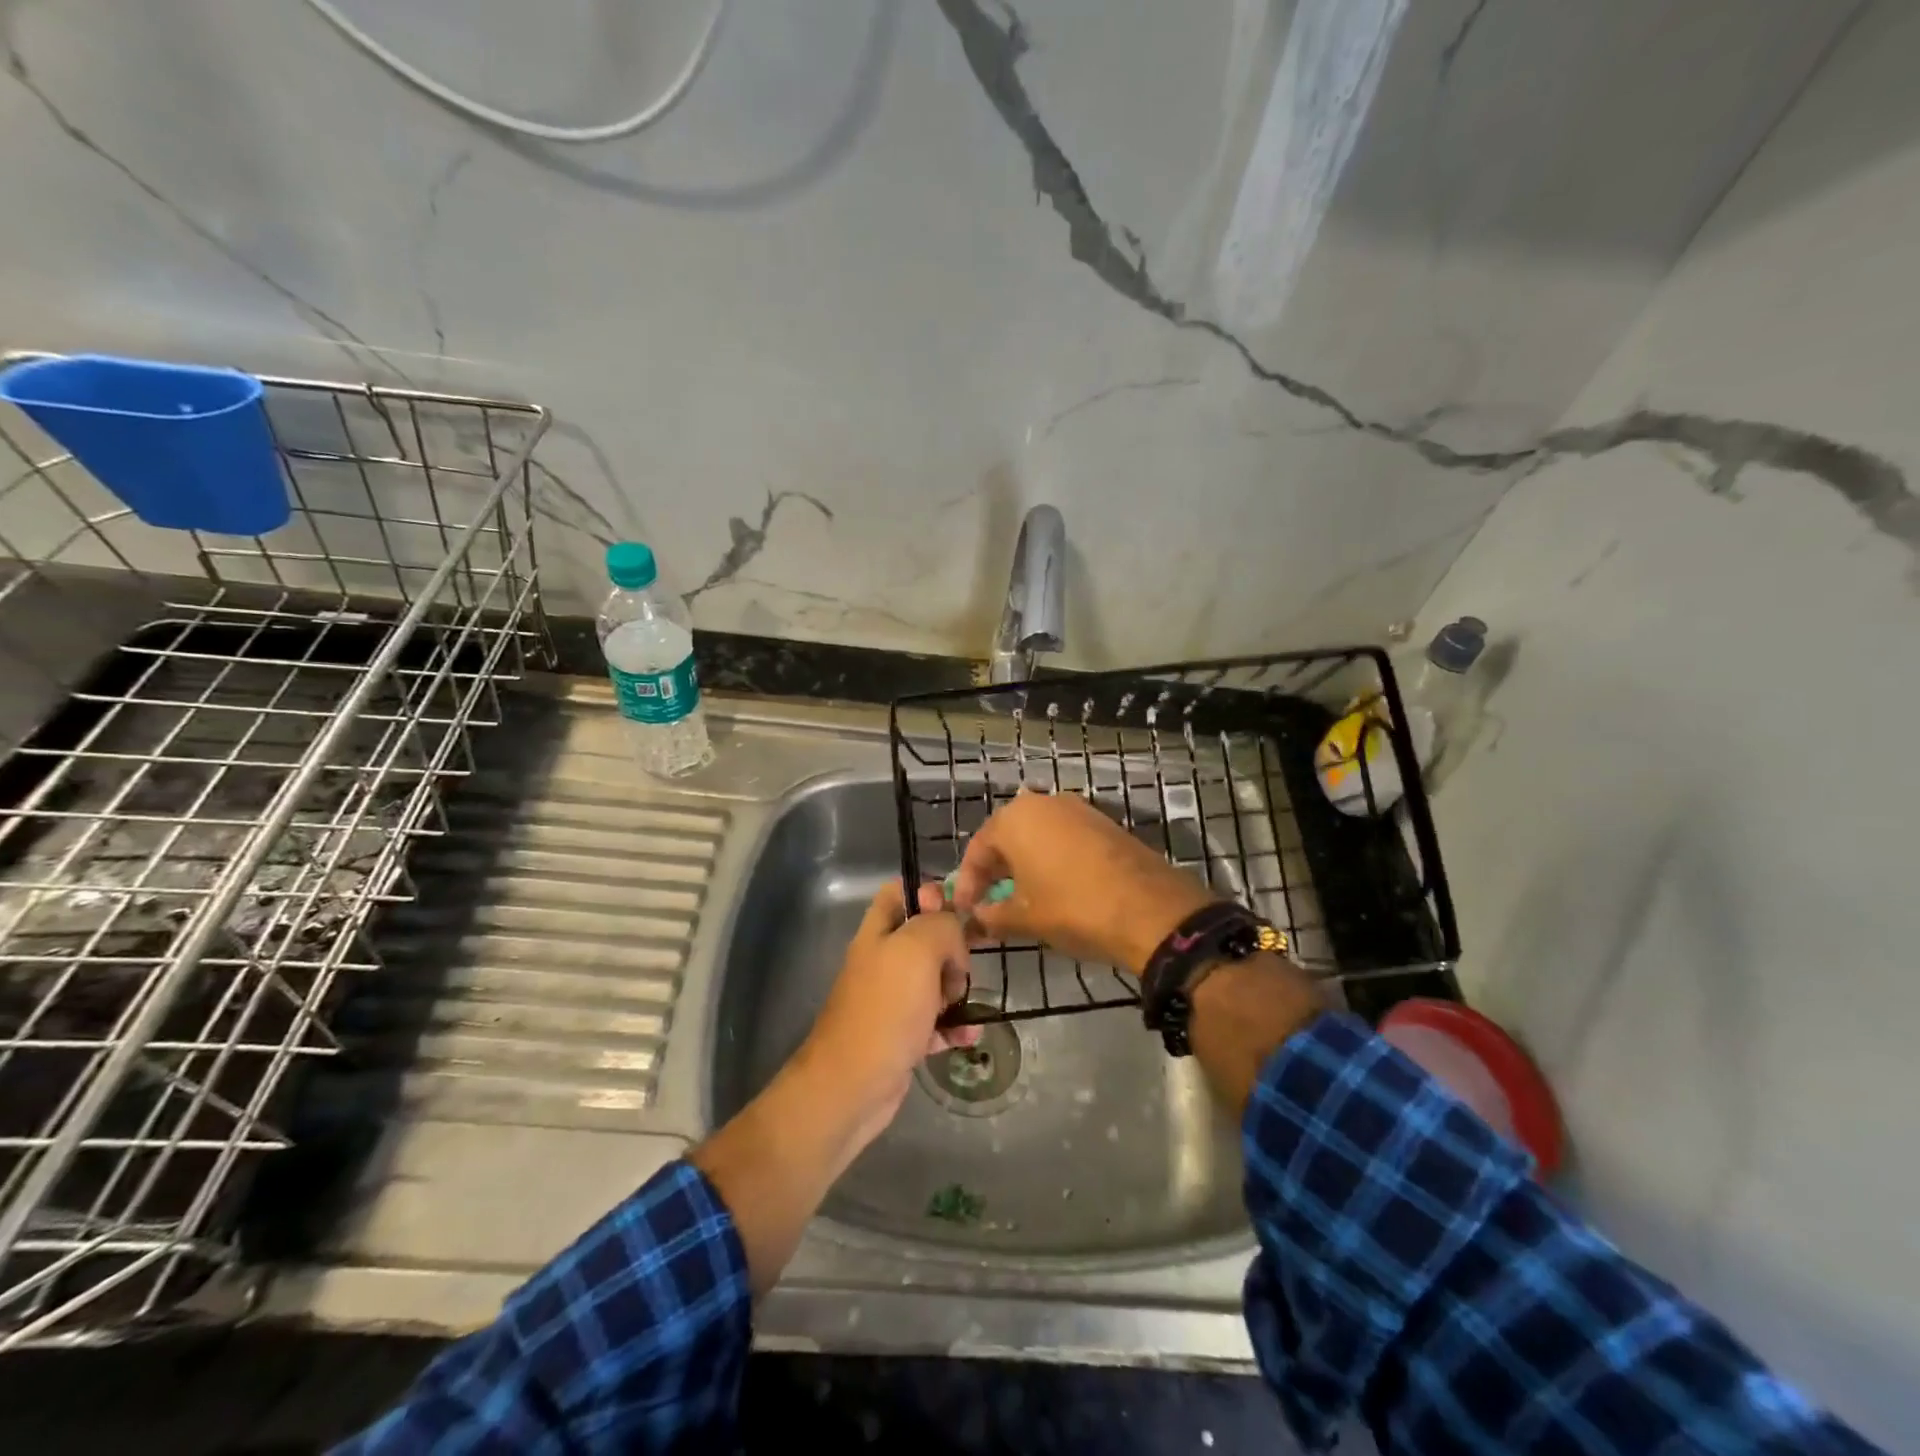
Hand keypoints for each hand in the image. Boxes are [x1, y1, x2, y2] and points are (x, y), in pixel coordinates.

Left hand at [795, 881, 979, 1132]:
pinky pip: (936, 1021)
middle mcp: (882, 960)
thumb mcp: (918, 950)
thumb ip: (941, 925)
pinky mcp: (901, 1035)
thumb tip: (954, 934)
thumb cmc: (886, 1010)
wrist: (852, 1086)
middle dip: (953, 950)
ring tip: (962, 1005)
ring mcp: (891, 1000)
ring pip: (934, 980)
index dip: (929, 894)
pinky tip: (968, 1034)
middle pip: (925, 937)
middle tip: (960, 969)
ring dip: (957, 990)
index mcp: (878, 932)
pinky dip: (954, 1026)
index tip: (957, 912)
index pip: (900, 892)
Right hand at [949, 790, 1218, 975]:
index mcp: (1016, 819)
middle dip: (995, 871)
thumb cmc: (1074, 909)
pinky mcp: (1105, 823)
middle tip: (988, 903)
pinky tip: (1055, 888)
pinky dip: (1052, 860)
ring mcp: (1079, 810)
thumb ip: (992, 916)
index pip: (978, 848)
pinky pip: (1065, 838)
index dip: (968, 883)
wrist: (1151, 910)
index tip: (965, 911)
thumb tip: (976, 919)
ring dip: (1024, 864)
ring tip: (1020, 898)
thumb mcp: (1025, 919)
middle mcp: (1045, 803)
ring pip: (1038, 836)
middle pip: (1007, 836)